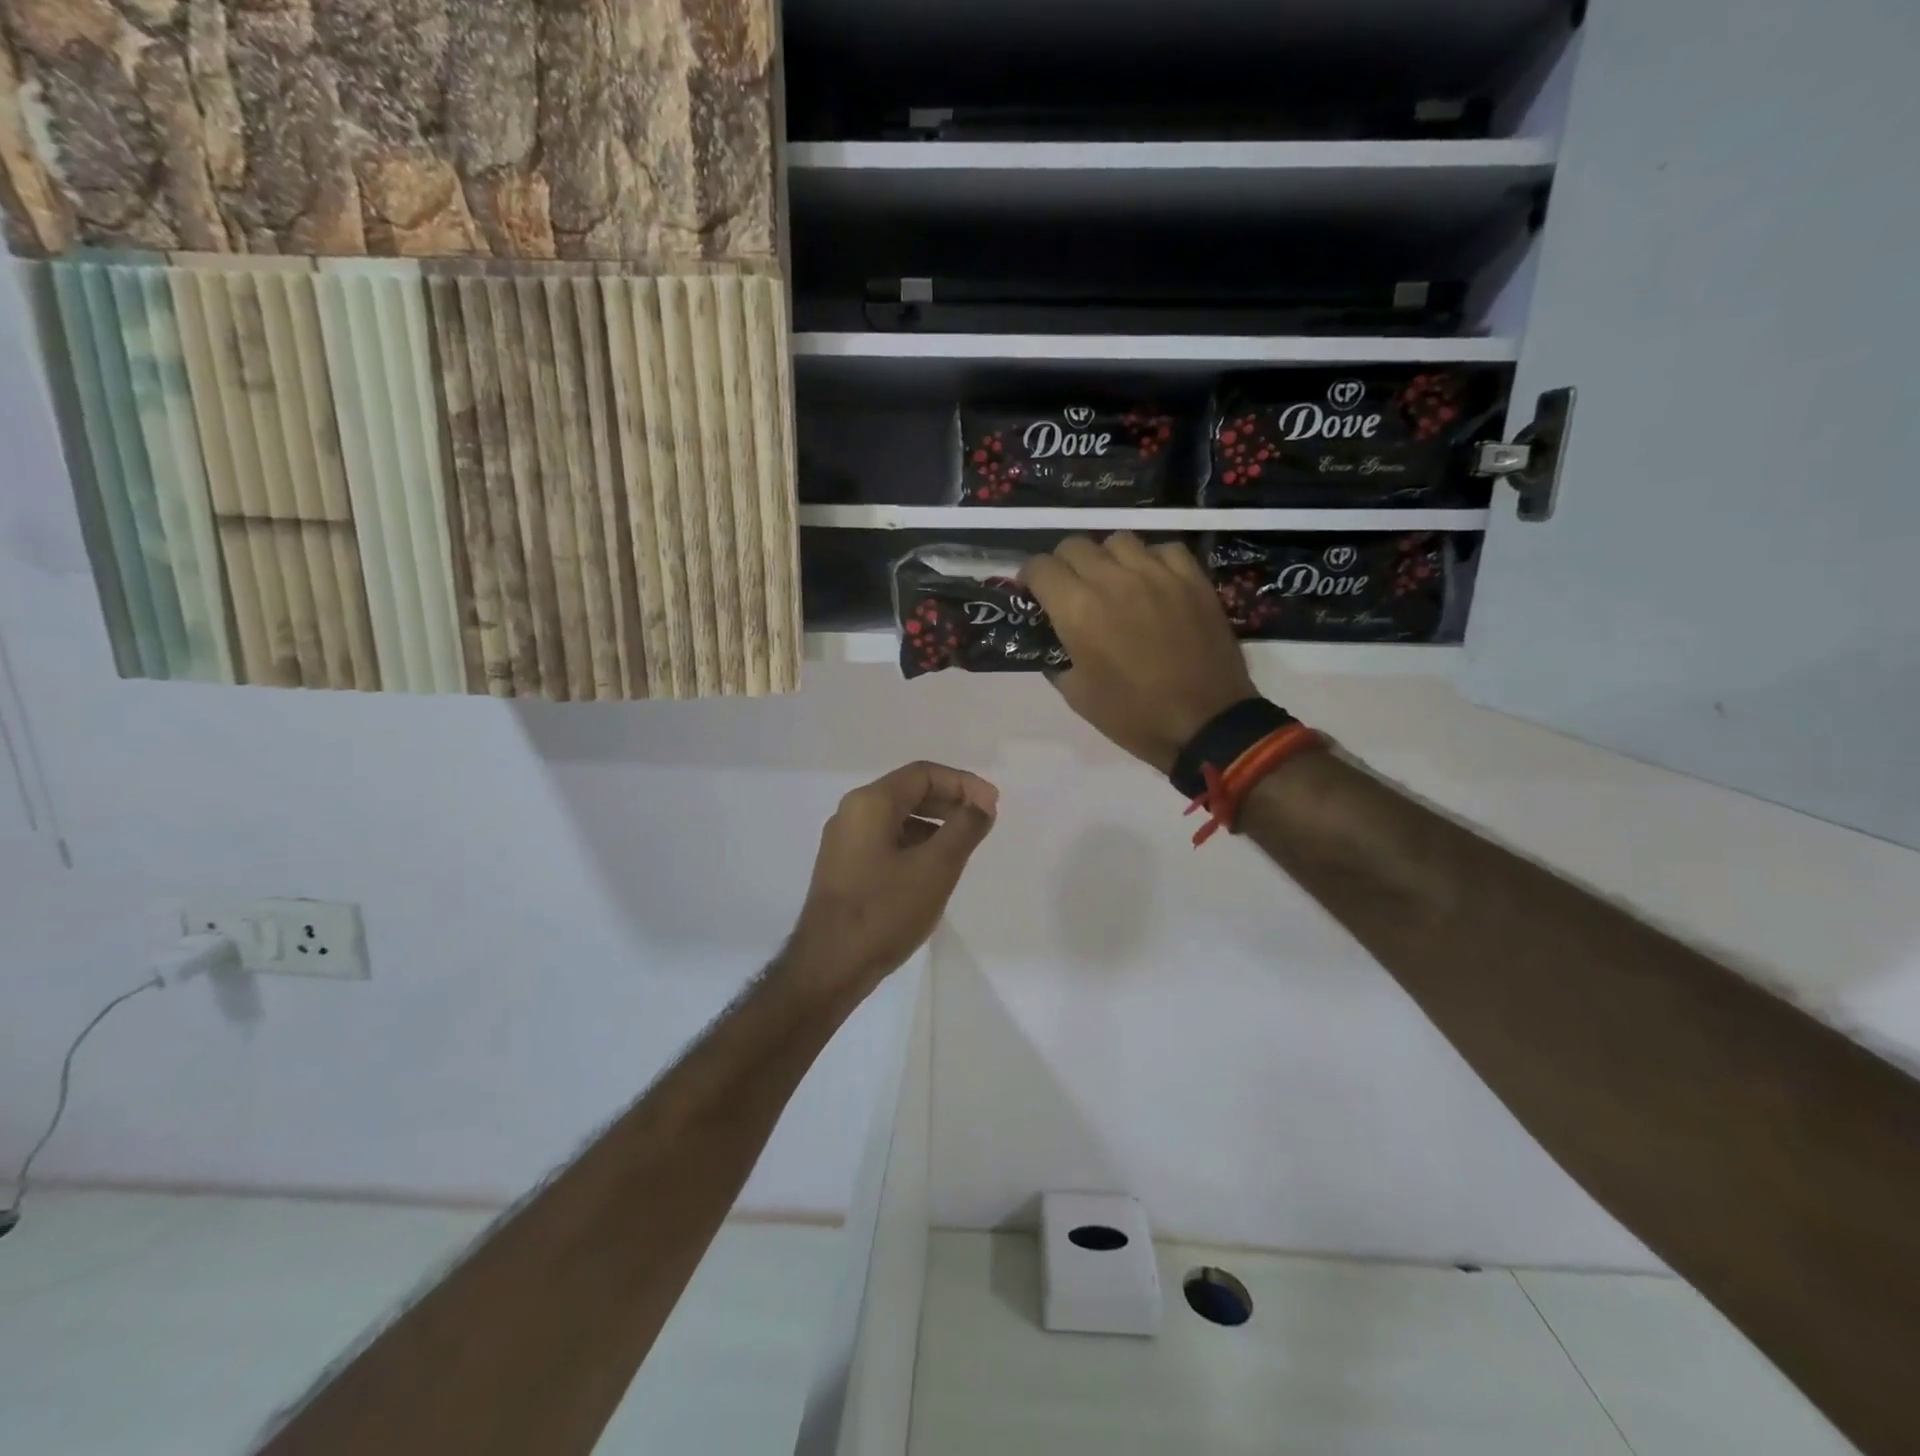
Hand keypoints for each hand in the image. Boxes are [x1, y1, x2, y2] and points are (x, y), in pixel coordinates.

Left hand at [787, 762, 997, 995]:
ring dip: (934, 824)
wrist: (829, 967)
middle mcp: (852, 813)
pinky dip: (915, 844)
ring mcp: (844, 842)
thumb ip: (964, 828)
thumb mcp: (936, 867)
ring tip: (964, 846)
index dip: (964, 783)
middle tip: (984, 821)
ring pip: (898, 818)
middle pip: (909, 792)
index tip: (993, 805)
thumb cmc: (884, 911)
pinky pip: (886, 841)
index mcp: (870, 803)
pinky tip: (933, 869)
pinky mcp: (844, 868)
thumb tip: (982, 804)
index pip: (923, 774)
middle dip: (950, 801)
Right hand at [1024, 534, 1255, 772]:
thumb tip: (1052, 640)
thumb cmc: (1133, 716)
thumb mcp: (1077, 695)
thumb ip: (1056, 658)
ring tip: (1112, 582)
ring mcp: (1156, 574)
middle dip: (1063, 564)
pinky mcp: (1192, 578)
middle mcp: (1113, 580)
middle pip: (1074, 545)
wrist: (1205, 723)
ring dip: (1106, 558)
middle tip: (1070, 589)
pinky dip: (1150, 560)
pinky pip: (1163, 549)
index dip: (1030, 578)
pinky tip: (1152, 582)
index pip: (1040, 568)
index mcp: (1078, 610)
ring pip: (1118, 540)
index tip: (1034, 593)